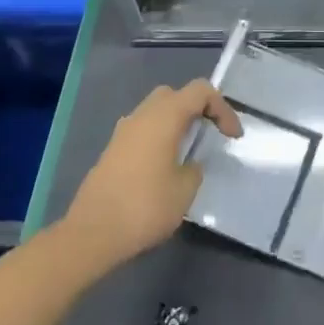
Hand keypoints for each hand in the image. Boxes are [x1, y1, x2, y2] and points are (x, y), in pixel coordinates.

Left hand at [65, 79, 240, 266]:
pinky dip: (158, 136)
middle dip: (197, 109)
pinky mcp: (112, 150)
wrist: (92, 233)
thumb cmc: (145, 207)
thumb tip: (188, 164)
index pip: (200, 91)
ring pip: (155, 111)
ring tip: (188, 149)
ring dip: (175, 122)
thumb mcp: (185, 190)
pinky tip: (163, 165)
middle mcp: (142, 115)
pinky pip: (142, 130)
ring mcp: (123, 131)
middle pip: (175, 95)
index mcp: (165, 116)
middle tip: (209, 133)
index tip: (232, 136)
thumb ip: (194, 168)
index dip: (222, 108)